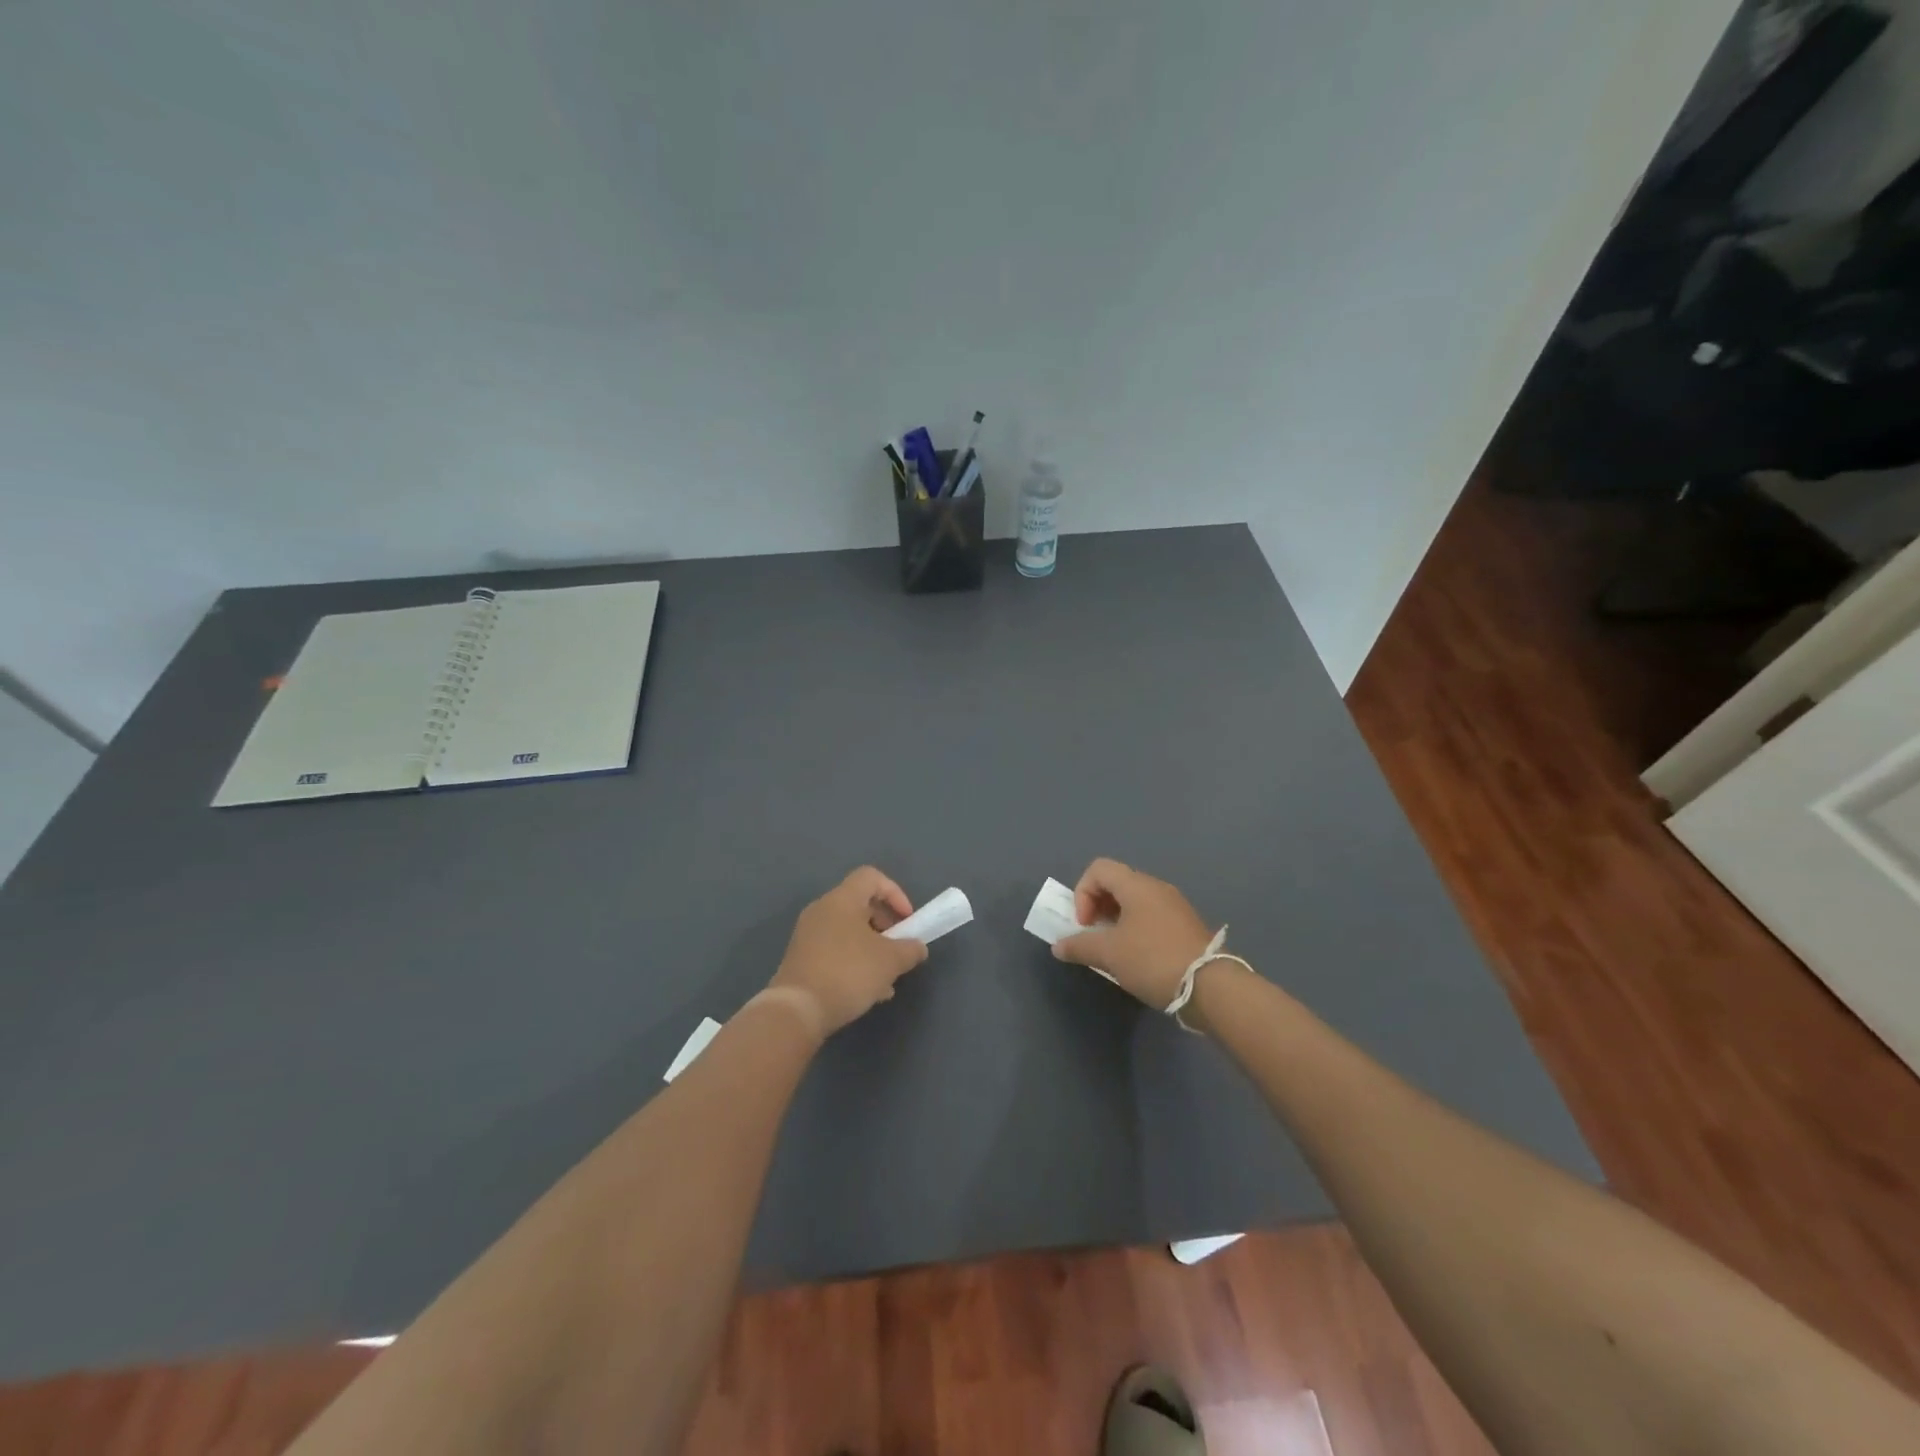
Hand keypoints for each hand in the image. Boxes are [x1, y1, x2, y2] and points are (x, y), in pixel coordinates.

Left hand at [769, 867, 927, 1035]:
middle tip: (898, 948)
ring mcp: (808, 935)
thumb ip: (910, 949)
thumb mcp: (890, 961)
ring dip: (872, 948)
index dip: (895, 893)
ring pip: (849, 931)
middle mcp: (821, 910)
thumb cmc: (848, 973)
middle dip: (886, 925)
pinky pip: (835, 950)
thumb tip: (917, 947)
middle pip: (860, 905)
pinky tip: (867, 991)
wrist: (797, 1010)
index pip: (871, 877)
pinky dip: (854, 961)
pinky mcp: (801, 959)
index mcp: (842, 900)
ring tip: (887, 978)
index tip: (907, 920)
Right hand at [1053, 858, 1213, 1010]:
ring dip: (1115, 920)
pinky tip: (1136, 958)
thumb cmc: (1152, 960)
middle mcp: (1156, 888)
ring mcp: (1174, 906)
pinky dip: (1135, 929)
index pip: (1098, 869)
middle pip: (1116, 883)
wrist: (1210, 987)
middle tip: (1094, 936)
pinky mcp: (1185, 926)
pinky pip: (1150, 916)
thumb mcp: (1109, 954)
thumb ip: (1079, 945)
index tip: (1085, 924)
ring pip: (1134, 902)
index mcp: (1137, 885)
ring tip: (1113, 950)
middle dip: (1097, 907)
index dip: (1082, 893)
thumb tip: (1058, 946)